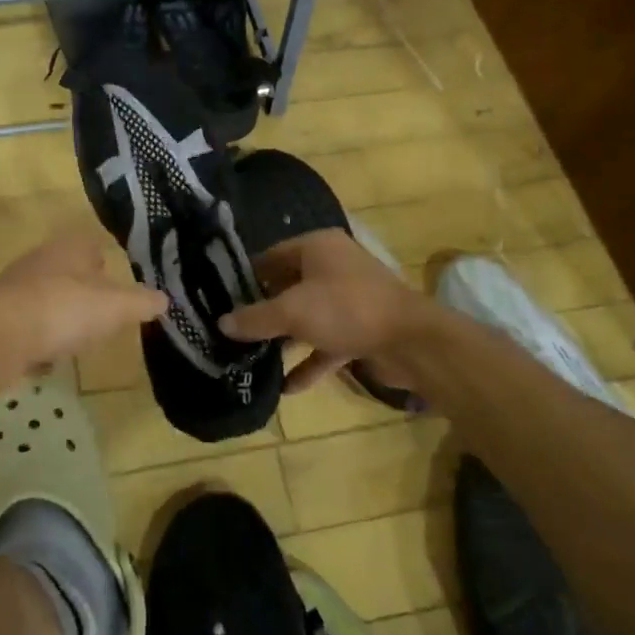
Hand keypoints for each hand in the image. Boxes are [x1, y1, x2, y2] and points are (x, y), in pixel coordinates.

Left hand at [0, 225, 165, 380]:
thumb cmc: (64, 309)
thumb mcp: (115, 307)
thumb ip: (141, 302)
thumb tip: (164, 300)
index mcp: (70, 249)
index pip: (90, 244)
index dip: (103, 259)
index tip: (113, 276)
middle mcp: (40, 260)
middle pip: (65, 269)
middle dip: (80, 287)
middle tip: (98, 310)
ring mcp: (14, 288)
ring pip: (43, 295)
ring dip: (57, 313)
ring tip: (74, 336)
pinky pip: (24, 325)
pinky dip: (36, 338)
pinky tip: (44, 359)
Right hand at [219, 229, 428, 393]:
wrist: (412, 341)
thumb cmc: (346, 309)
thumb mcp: (293, 312)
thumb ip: (255, 318)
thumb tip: (221, 323)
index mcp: (317, 247)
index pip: (271, 256)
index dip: (246, 277)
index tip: (222, 299)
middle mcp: (333, 267)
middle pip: (288, 287)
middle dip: (263, 312)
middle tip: (233, 331)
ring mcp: (350, 299)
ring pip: (308, 317)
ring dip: (285, 339)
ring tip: (254, 359)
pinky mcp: (362, 328)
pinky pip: (327, 342)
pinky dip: (310, 361)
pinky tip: (288, 387)